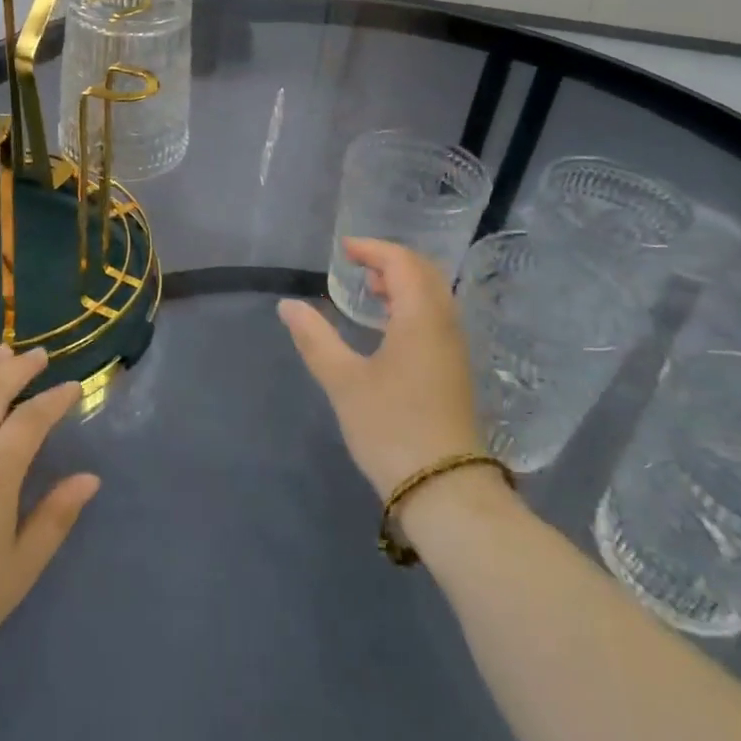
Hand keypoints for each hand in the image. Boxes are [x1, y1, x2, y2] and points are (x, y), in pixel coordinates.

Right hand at [278, 237, 482, 497]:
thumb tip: (287, 305)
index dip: (373, 249)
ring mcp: (454, 350)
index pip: (402, 263)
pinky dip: (411, 306)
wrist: (445, 491)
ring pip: (433, 297)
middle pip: (424, 273)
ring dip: (403, 284)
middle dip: (391, 261)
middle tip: (357, 264)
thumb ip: (315, 339)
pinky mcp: (453, 372)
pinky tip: (387, 328)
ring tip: (370, 291)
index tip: (344, 249)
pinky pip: (435, 318)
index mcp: (421, 318)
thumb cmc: (391, 428)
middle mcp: (445, 325)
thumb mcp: (344, 382)